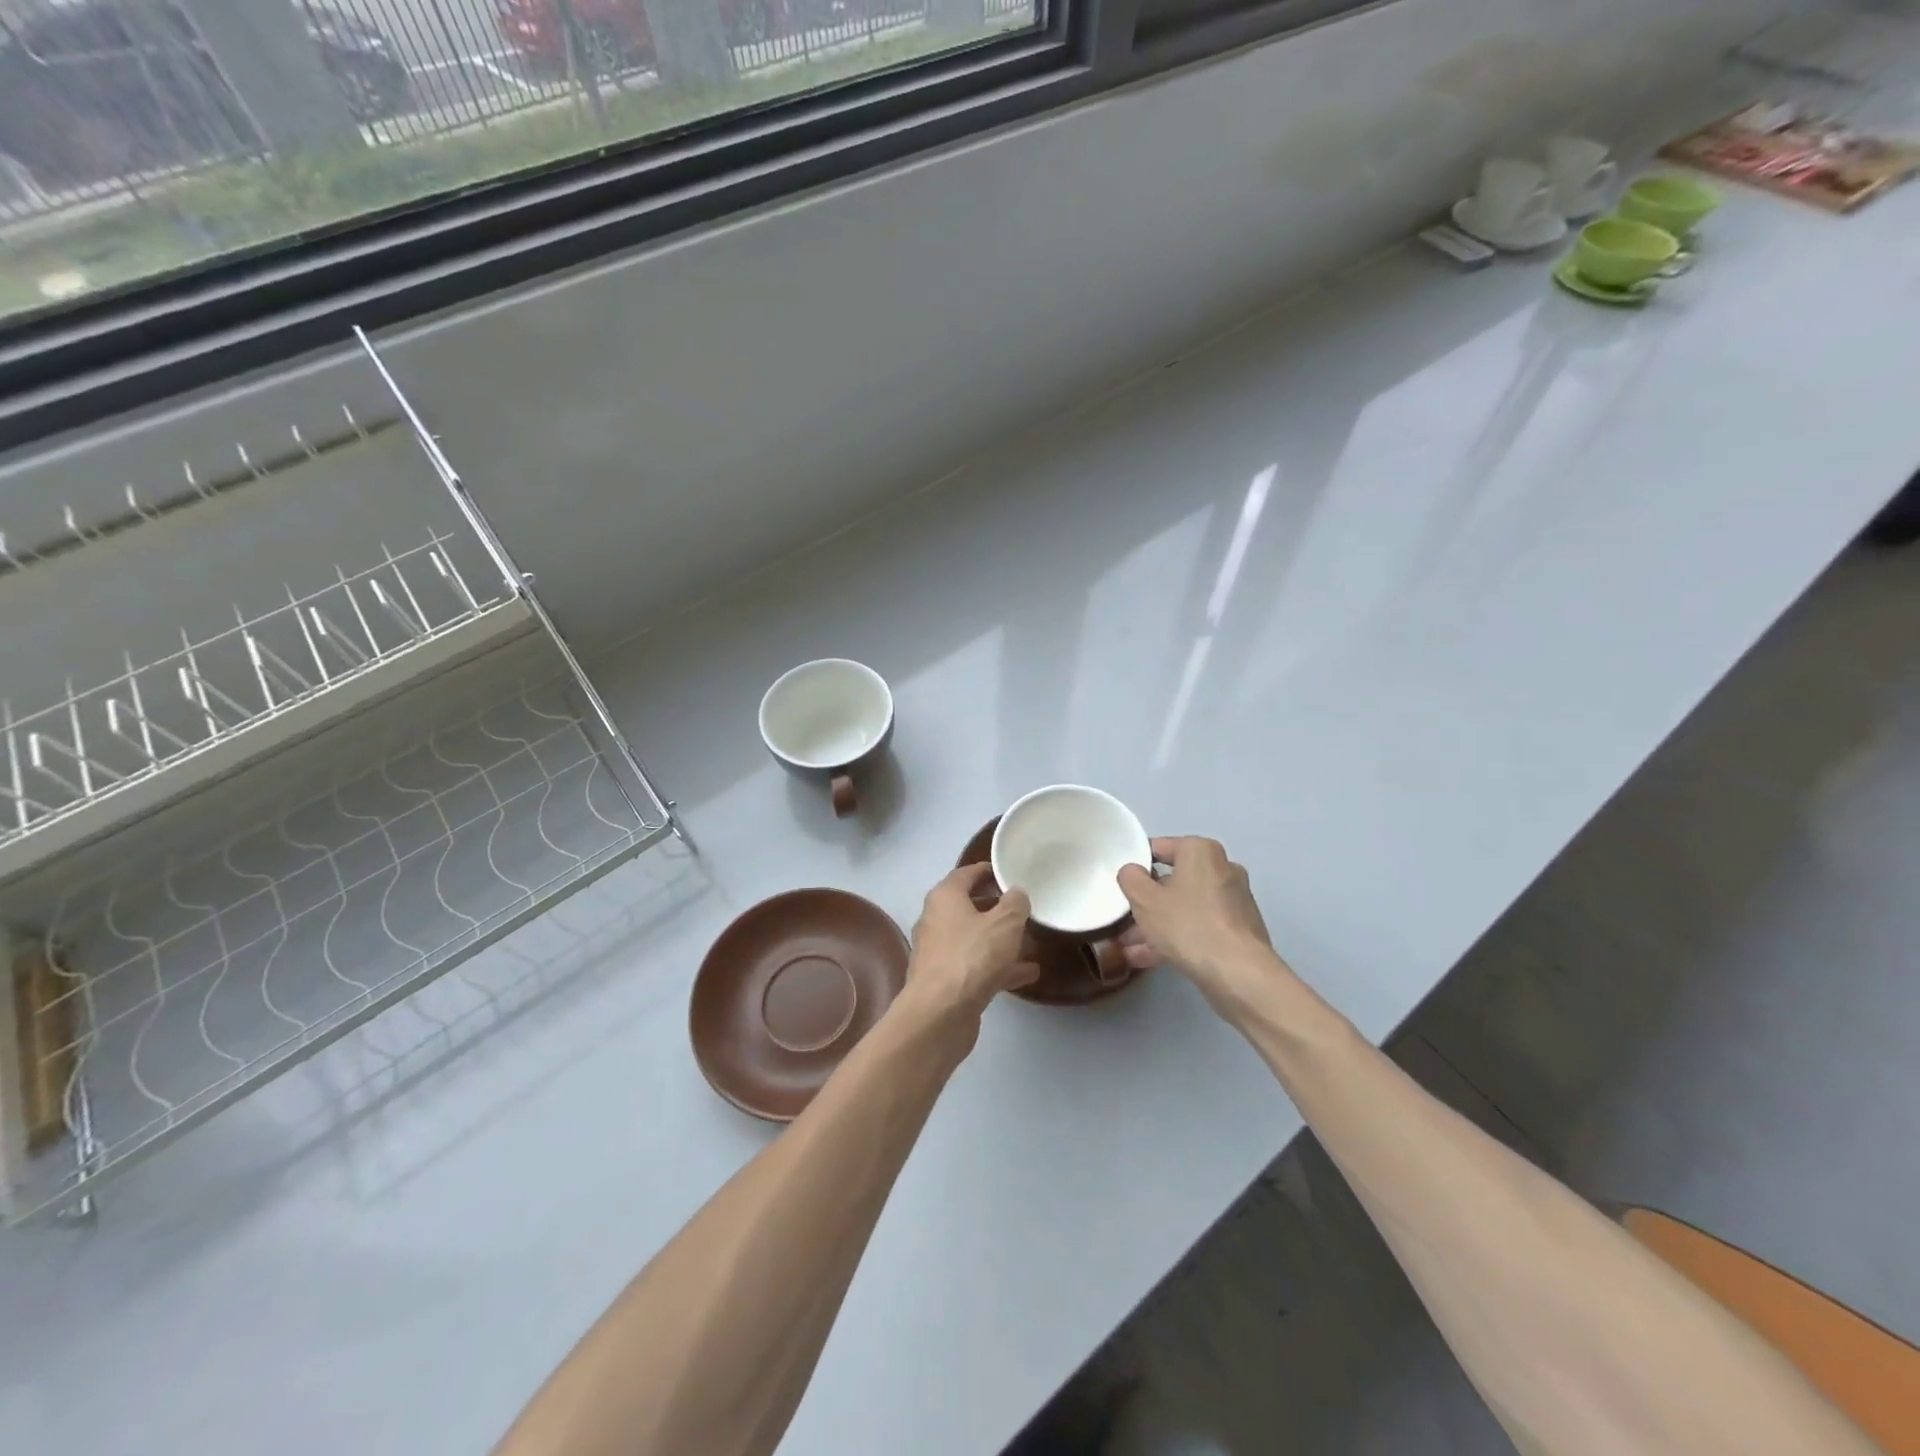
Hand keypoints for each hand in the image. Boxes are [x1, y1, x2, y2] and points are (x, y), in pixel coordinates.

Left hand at [899, 863, 1039, 1037]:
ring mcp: (939, 953)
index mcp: (945, 897)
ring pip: (976, 939)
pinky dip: (1000, 967)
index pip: (967, 873)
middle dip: (999, 909)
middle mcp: (937, 920)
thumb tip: (1016, 894)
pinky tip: (1028, 973)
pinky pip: (977, 965)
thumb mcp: (1005, 924)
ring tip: (1034, 943)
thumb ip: (1015, 904)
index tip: (1010, 873)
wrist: (940, 1014)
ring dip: (1002, 941)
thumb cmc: (972, 957)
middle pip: (971, 907)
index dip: (989, 871)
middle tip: (1026, 909)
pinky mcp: (946, 981)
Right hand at [1117, 837, 1283, 1012]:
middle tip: (1123, 920)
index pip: (1158, 847)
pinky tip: (1148, 959)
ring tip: (1128, 948)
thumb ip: (1130, 878)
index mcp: (1201, 851)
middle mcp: (1222, 868)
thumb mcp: (1144, 899)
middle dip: (1146, 903)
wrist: (1239, 974)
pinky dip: (1176, 937)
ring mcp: (1233, 901)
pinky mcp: (1238, 930)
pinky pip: (1199, 926)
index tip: (1121, 885)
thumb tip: (1133, 872)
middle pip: (1172, 881)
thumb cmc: (1188, 925)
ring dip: (1157, 925)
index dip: (1135, 865)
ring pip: (1184, 907)